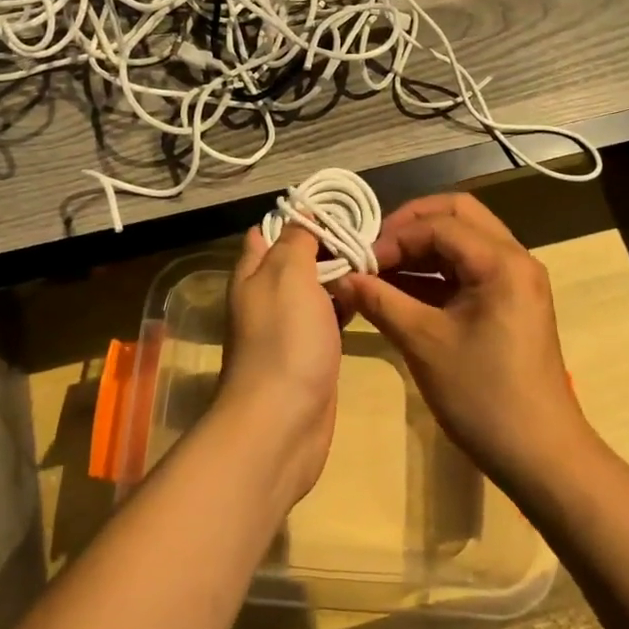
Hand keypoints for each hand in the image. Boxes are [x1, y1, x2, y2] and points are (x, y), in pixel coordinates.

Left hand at [219, 225, 343, 505]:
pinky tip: (371, 297)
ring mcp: (288, 329)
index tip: (336, 206)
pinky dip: (345, 304)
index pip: (268, 232)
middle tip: (368, 231)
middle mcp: (265, 298)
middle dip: (325, 244)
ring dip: (339, 274)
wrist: (282, 422)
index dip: (298, 216)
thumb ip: (295, 242)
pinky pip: (327, 319)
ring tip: (376, 257)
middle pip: (294, 260)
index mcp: (252, 274)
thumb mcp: (287, 275)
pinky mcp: (309, 354)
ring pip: (314, 290)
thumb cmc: (284, 340)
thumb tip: (301, 214)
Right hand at [329, 194, 586, 488]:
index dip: (395, 237)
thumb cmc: (483, 396)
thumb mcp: (424, 343)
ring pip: (463, 241)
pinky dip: (434, 272)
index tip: (360, 261)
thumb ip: (380, 301)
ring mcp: (514, 281)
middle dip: (411, 226)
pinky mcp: (508, 302)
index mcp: (501, 262)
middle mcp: (514, 259)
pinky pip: (467, 268)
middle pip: (457, 216)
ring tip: (380, 269)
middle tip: (374, 249)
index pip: (439, 225)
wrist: (540, 456)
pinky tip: (400, 289)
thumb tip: (341, 277)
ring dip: (422, 248)